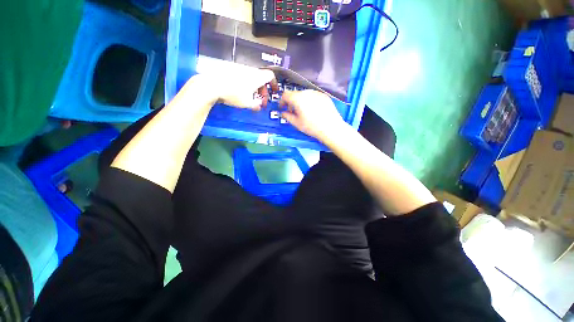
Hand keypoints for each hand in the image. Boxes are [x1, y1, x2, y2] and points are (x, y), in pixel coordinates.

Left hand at [183, 68, 276, 109]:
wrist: (212, 85)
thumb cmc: (233, 94)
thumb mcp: (247, 103)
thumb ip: (256, 105)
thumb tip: (259, 105)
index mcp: (257, 77)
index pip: (270, 76)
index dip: (274, 83)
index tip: (274, 91)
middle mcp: (250, 71)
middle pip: (262, 78)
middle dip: (264, 89)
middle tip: (261, 100)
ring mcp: (240, 70)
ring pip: (253, 78)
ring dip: (255, 88)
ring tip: (251, 98)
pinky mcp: (232, 71)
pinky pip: (244, 77)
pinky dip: (247, 85)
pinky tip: (241, 93)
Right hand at [280, 90, 346, 141]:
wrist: (331, 128)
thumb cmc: (311, 127)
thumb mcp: (296, 123)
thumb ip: (287, 116)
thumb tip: (283, 113)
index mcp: (298, 98)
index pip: (285, 95)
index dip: (282, 101)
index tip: (282, 108)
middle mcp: (306, 92)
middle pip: (295, 94)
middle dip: (291, 102)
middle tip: (292, 111)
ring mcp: (316, 93)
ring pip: (304, 94)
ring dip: (300, 101)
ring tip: (303, 111)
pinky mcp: (324, 96)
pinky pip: (313, 96)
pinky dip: (309, 101)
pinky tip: (313, 110)